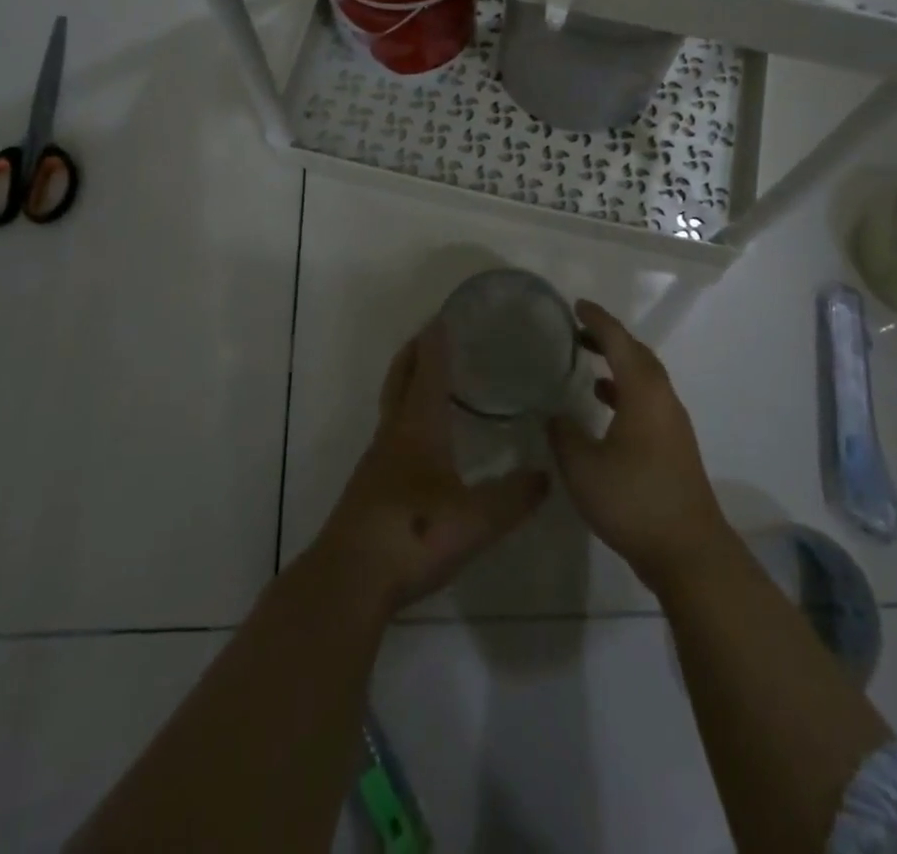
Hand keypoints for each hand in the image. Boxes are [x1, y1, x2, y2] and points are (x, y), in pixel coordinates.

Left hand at [311, 320, 549, 615]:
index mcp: (418, 427)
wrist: (349, 579)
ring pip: (392, 406)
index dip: (436, 343)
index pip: (428, 372)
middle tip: (431, 334)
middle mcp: (393, 434)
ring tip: (430, 381)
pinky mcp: (369, 487)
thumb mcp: (476, 520)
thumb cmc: (413, 535)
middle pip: (400, 379)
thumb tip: (546, 475)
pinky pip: (390, 435)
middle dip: (414, 353)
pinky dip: (405, 417)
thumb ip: (513, 497)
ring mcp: (376, 461)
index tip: (443, 316)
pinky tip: (419, 442)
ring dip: (407, 384)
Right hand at [548, 301, 733, 591]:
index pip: (619, 342)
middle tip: (578, 331)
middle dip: (609, 338)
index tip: (576, 306)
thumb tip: (555, 415)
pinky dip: (625, 390)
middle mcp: (663, 399)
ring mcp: (672, 423)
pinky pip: (648, 400)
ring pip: (645, 378)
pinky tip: (605, 407)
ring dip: (618, 364)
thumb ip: (564, 435)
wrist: (688, 552)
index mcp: (643, 392)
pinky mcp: (674, 445)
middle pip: (637, 354)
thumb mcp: (583, 468)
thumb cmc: (634, 501)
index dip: (597, 320)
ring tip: (588, 362)